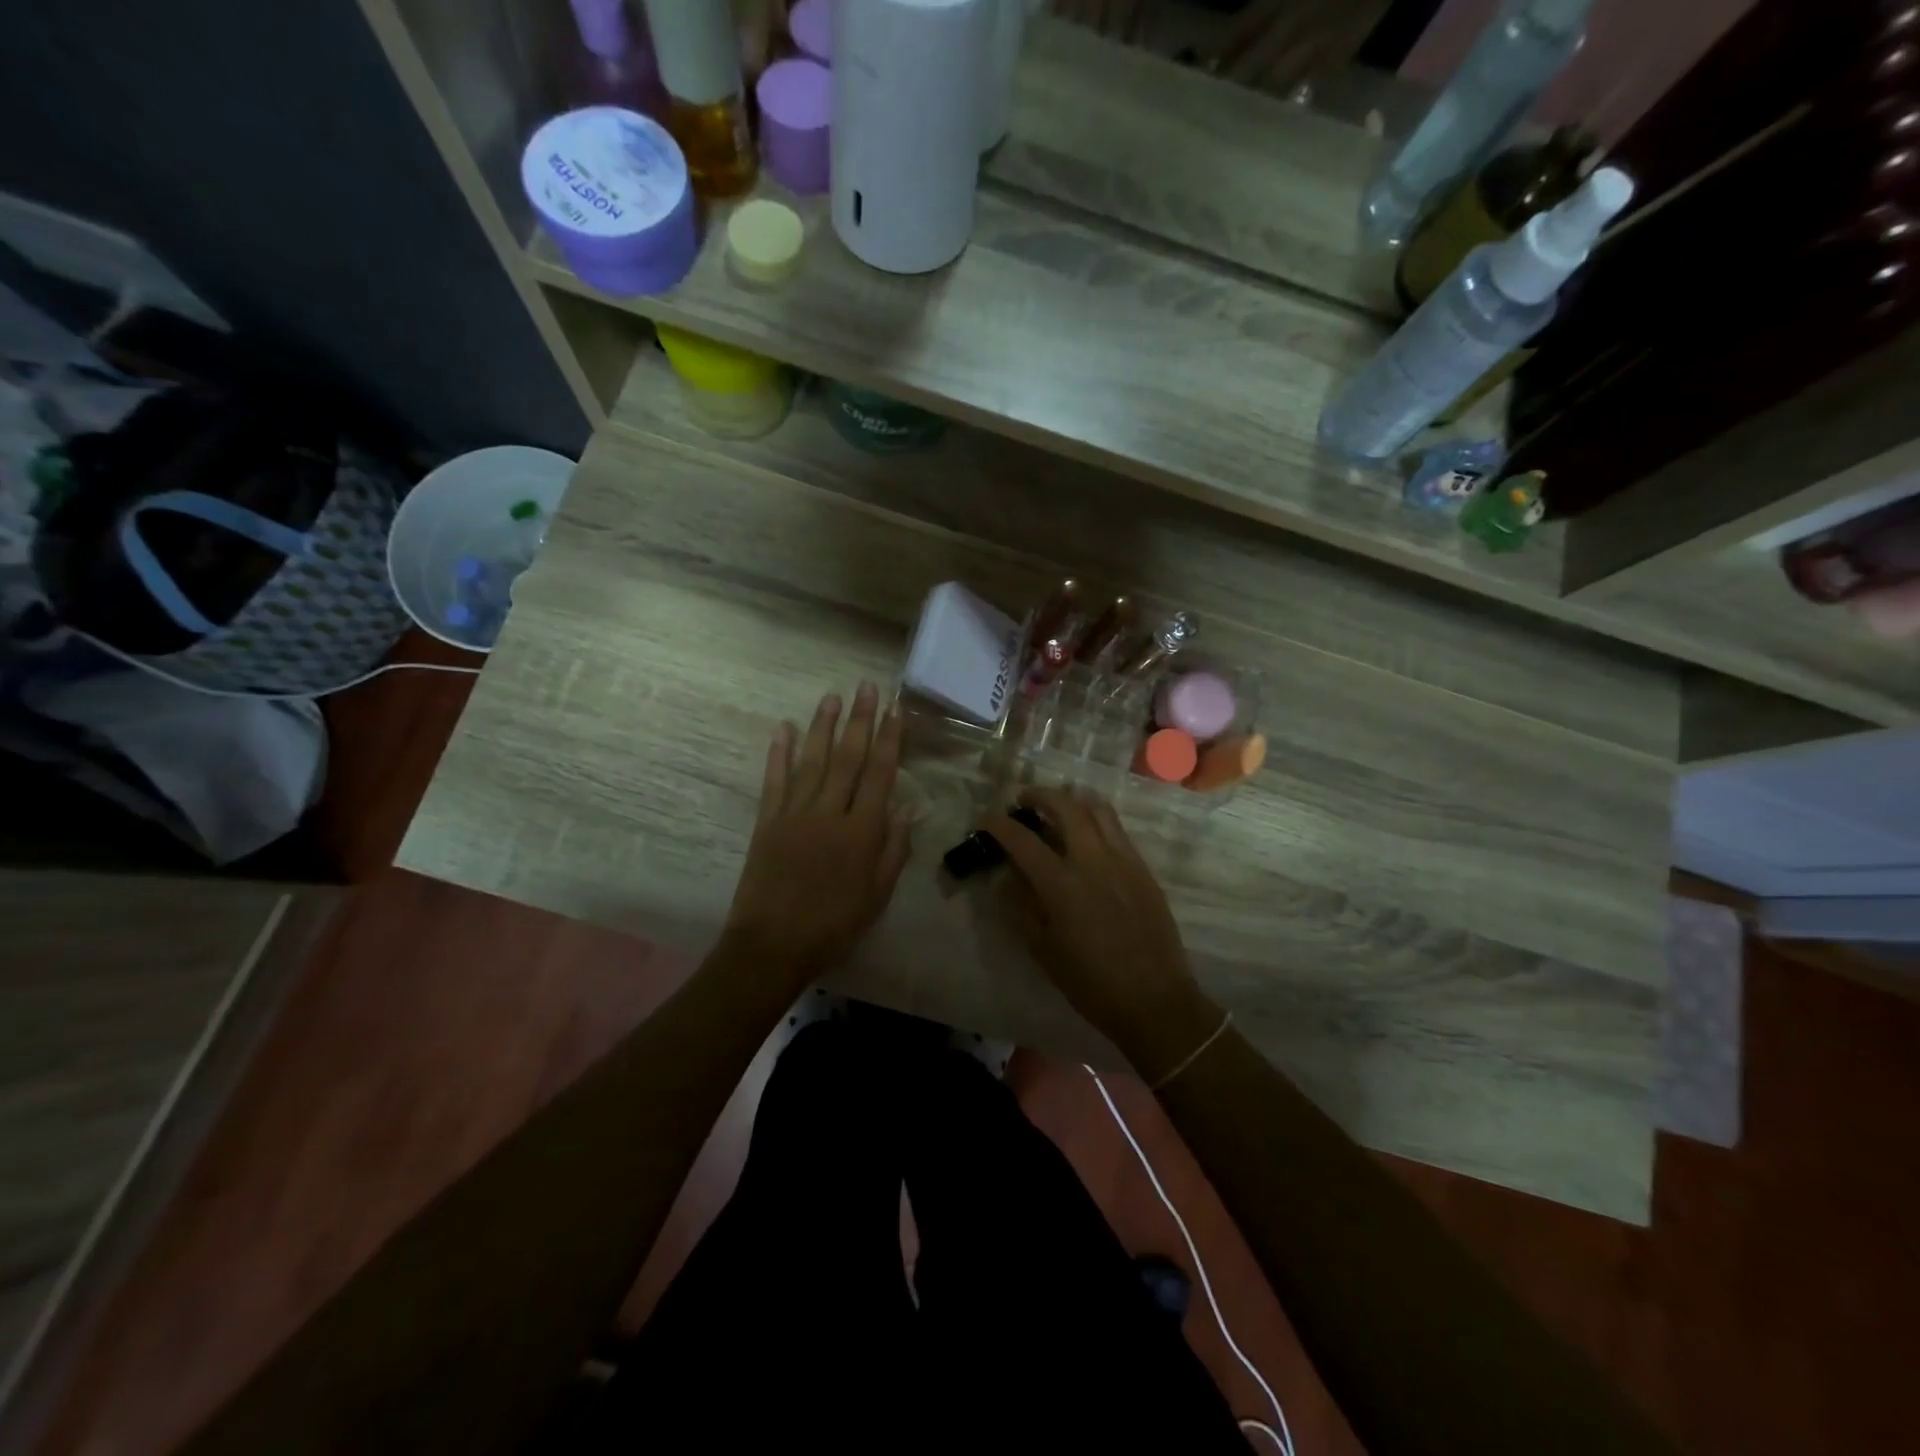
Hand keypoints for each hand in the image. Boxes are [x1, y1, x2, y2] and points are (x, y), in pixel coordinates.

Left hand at [723, 683, 912, 983]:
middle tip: (867, 687)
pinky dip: (779, 753)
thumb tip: (905, 809)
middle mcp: (829, 813)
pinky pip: (774, 781)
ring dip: (823, 726)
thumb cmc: (833, 925)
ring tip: (832, 696)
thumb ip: (893, 850)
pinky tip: (783, 728)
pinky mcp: (767, 822)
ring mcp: (794, 814)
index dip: (889, 739)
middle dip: (860, 720)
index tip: (895, 710)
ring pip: (812, 760)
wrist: (772, 946)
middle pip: (848, 758)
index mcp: (861, 831)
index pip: (879, 774)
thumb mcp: (877, 896)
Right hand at [980, 787, 1220, 1080]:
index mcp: (1062, 885)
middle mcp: (1093, 861)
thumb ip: (1020, 908)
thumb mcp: (1043, 951)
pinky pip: (1117, 830)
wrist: (1154, 1000)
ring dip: (1072, 801)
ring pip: (1097, 809)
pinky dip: (1096, 821)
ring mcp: (1124, 860)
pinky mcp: (1143, 868)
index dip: (999, 824)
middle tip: (1024, 801)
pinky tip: (1087, 838)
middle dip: (1039, 796)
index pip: (1023, 840)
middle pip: (1065, 807)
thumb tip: (1005, 878)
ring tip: (1058, 810)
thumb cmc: (1091, 983)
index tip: (986, 819)